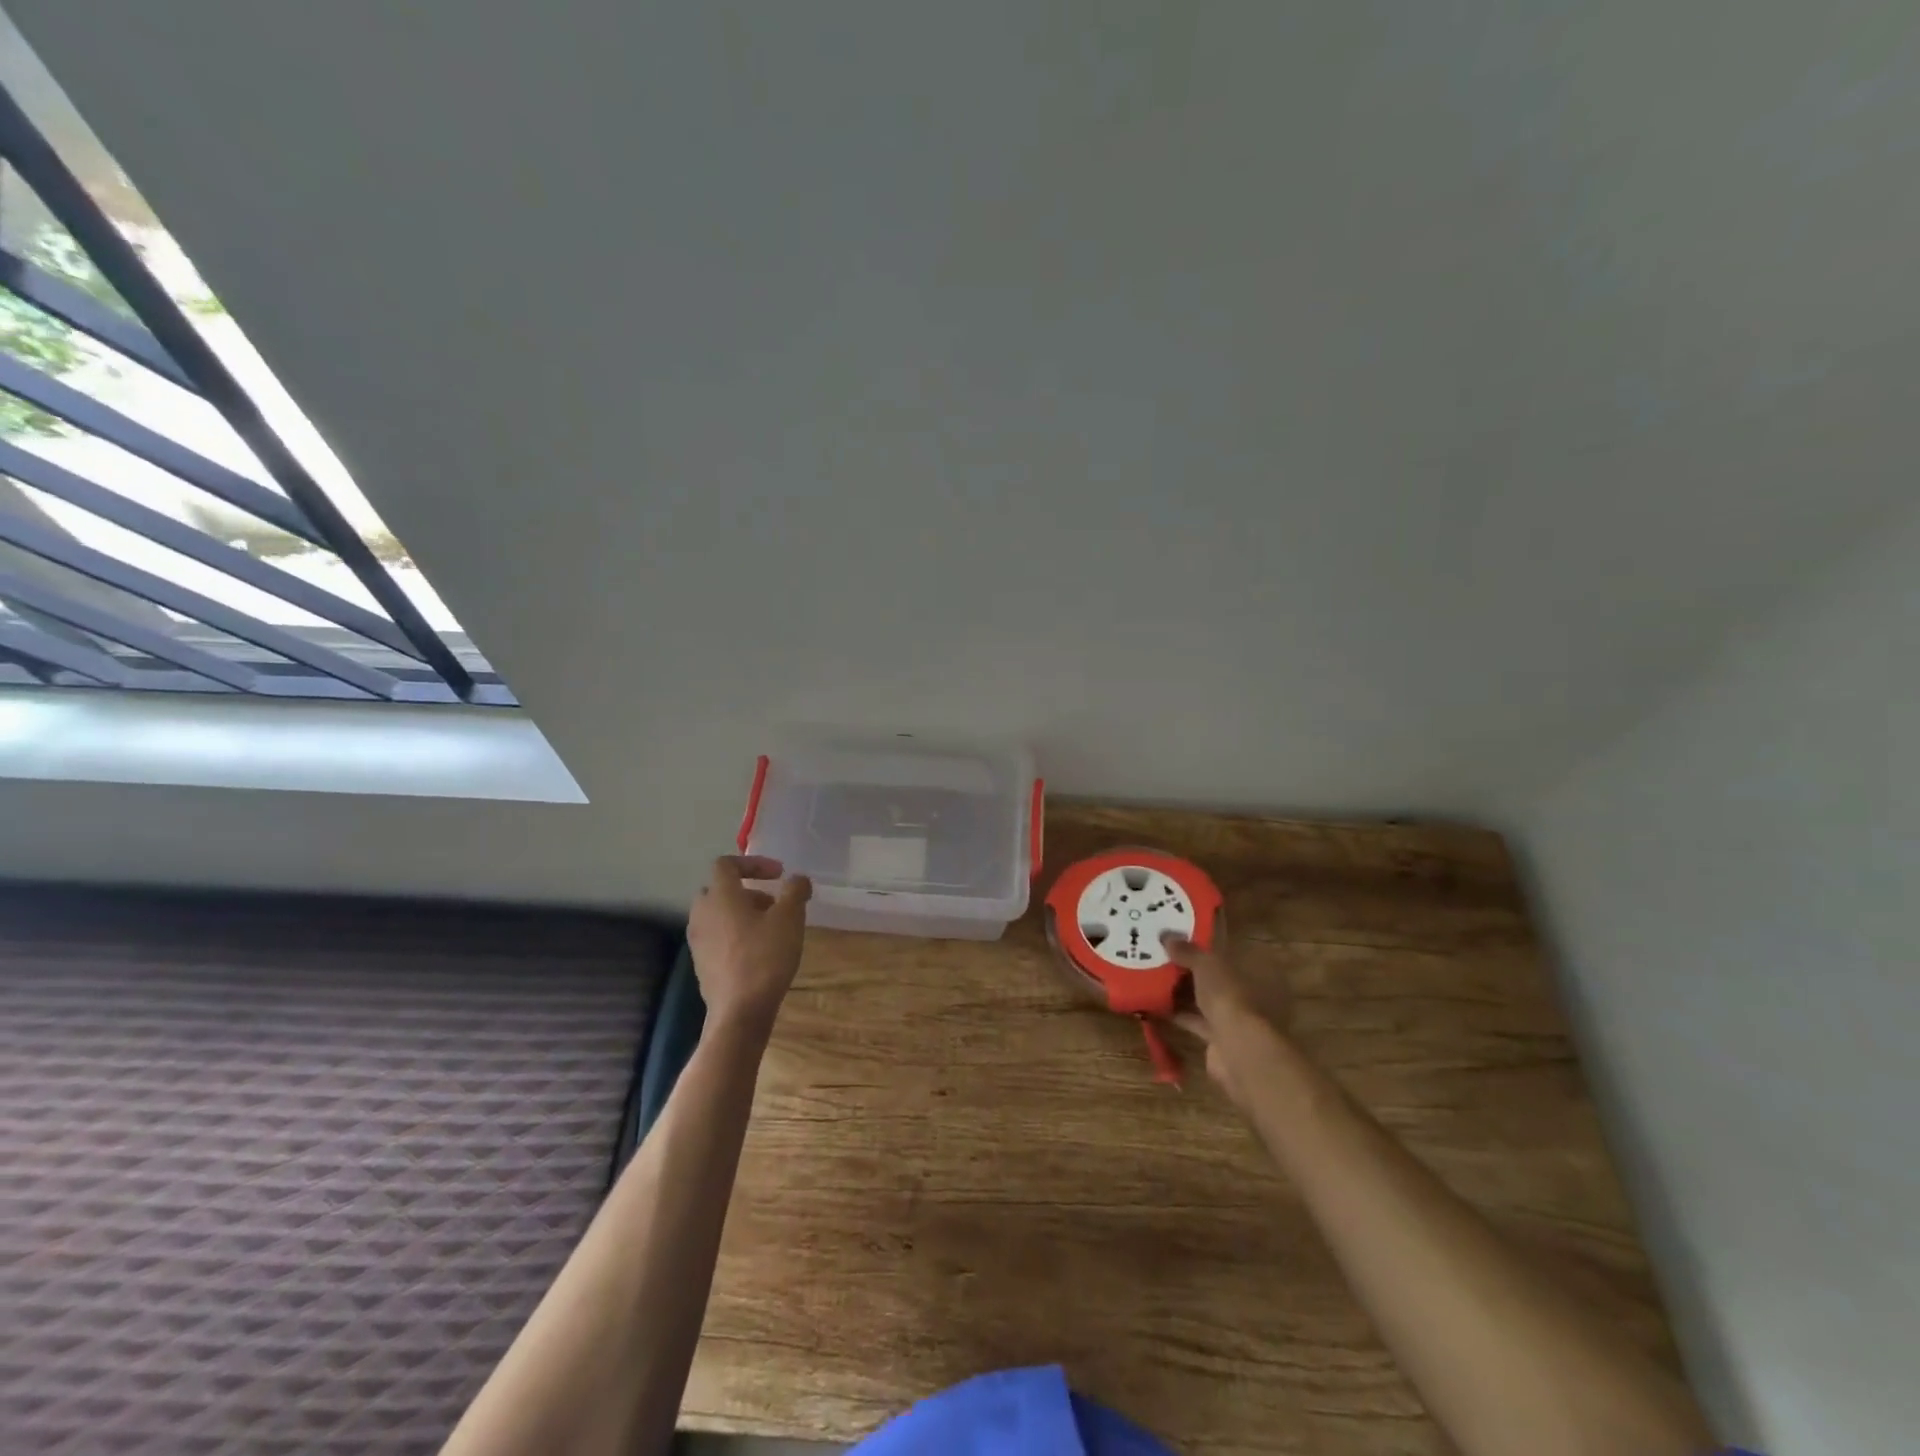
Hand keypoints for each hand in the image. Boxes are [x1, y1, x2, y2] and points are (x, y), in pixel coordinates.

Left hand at [687, 855, 812, 1034]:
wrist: (739, 1011)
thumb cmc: (765, 956)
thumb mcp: (790, 918)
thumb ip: (795, 891)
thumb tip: (797, 879)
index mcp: (720, 896)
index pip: (726, 864)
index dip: (753, 862)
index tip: (779, 874)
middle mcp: (702, 913)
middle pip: (719, 889)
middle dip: (748, 890)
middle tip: (772, 903)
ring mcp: (697, 940)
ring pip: (717, 914)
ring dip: (742, 913)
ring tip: (769, 929)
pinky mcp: (700, 963)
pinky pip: (716, 936)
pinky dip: (734, 934)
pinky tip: (757, 952)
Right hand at [1163, 930, 1292, 1105]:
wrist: (1240, 1050)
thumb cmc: (1230, 996)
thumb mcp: (1207, 964)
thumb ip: (1188, 950)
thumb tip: (1166, 935)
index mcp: (1252, 970)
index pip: (1224, 952)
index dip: (1201, 945)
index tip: (1176, 938)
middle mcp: (1247, 992)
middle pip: (1212, 976)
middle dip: (1186, 969)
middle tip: (1157, 956)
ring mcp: (1233, 1017)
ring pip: (1201, 999)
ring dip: (1178, 991)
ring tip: (1148, 978)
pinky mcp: (1217, 1038)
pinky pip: (1193, 1020)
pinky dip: (1175, 1013)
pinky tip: (1151, 1004)